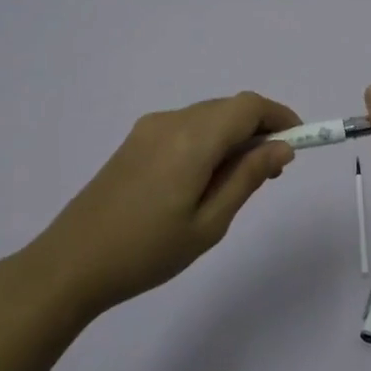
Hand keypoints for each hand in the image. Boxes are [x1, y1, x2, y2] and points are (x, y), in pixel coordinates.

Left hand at [29, 91, 299, 314]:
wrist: (70, 264)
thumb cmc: (147, 251)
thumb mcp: (209, 223)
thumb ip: (247, 178)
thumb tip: (281, 148)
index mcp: (192, 139)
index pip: (248, 106)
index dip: (280, 116)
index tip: (300, 141)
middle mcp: (170, 121)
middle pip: (228, 108)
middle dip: (259, 128)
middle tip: (274, 171)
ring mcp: (148, 129)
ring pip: (207, 116)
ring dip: (233, 135)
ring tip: (241, 180)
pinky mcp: (135, 141)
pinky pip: (185, 127)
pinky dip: (208, 140)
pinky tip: (206, 178)